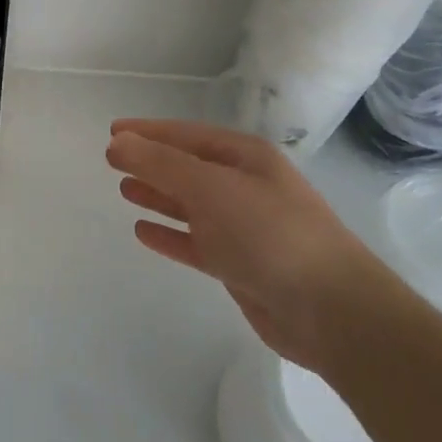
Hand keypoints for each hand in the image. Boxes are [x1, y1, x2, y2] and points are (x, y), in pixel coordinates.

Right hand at [105, 119, 417, 374]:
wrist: (329, 310)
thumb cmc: (270, 235)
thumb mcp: (211, 188)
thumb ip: (161, 164)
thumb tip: (118, 142)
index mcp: (245, 158)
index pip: (187, 135)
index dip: (148, 132)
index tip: (112, 131)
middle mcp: (245, 186)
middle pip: (188, 168)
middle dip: (151, 162)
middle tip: (111, 160)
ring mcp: (243, 227)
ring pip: (190, 205)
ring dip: (158, 196)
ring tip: (123, 190)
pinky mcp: (239, 264)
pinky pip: (195, 242)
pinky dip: (170, 234)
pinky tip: (143, 231)